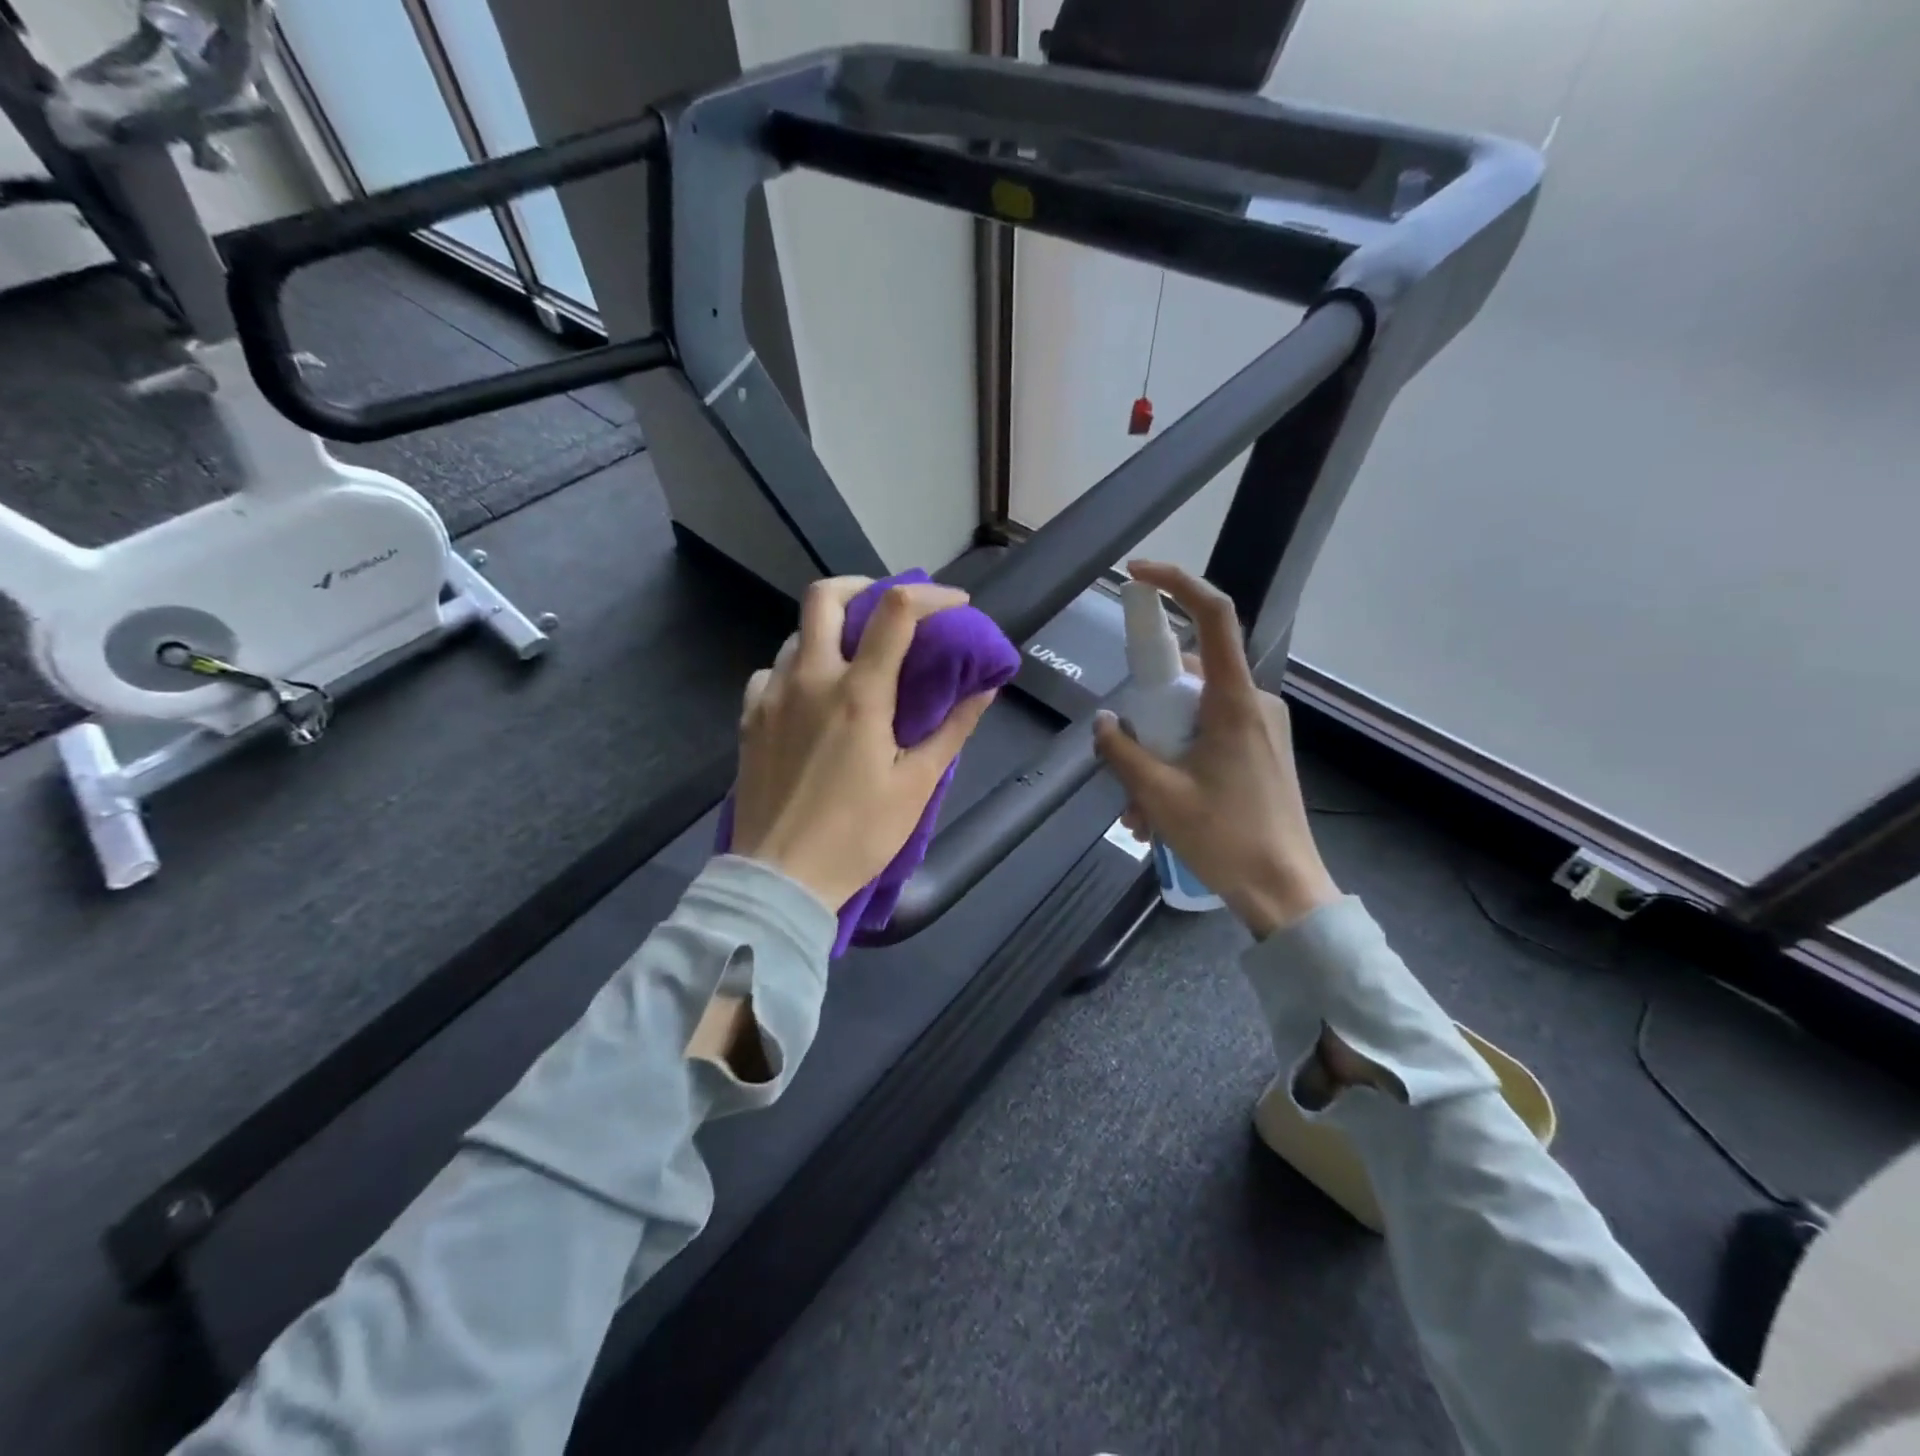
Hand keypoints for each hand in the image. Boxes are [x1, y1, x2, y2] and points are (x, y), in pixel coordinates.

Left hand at [732, 577, 997, 911]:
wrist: (780, 879)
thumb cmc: (858, 835)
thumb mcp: (917, 785)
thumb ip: (953, 729)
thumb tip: (985, 687)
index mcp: (858, 694)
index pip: (896, 612)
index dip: (931, 595)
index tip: (954, 606)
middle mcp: (809, 680)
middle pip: (824, 596)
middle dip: (862, 587)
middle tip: (889, 611)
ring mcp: (771, 696)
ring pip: (796, 635)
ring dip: (831, 633)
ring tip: (855, 661)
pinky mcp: (749, 719)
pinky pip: (771, 672)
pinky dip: (797, 669)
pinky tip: (812, 698)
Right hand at [1092, 560, 1340, 938]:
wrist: (1285, 891)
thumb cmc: (1225, 838)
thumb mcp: (1158, 794)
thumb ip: (1122, 750)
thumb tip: (1106, 722)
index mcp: (1234, 702)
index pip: (1212, 616)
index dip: (1176, 583)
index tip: (1136, 575)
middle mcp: (1252, 703)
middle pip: (1186, 677)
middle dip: (1146, 715)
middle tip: (1121, 763)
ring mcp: (1260, 728)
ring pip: (1192, 717)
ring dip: (1157, 754)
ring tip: (1139, 813)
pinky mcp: (1260, 751)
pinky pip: (1207, 739)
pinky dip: (1177, 765)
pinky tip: (1159, 815)